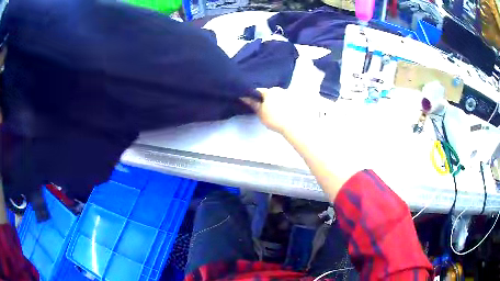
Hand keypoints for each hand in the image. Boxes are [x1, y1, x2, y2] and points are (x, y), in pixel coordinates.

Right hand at [242, 87, 321, 135]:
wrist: (293, 126)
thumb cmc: (275, 119)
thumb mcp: (260, 113)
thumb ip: (253, 103)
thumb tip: (244, 97)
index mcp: (269, 91)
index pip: (258, 90)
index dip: (254, 96)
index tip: (253, 102)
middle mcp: (279, 89)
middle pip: (269, 92)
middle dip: (266, 98)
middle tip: (265, 109)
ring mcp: (289, 94)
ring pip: (278, 96)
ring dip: (275, 101)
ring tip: (275, 111)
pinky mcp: (296, 100)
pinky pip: (286, 100)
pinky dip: (283, 104)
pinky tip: (283, 111)